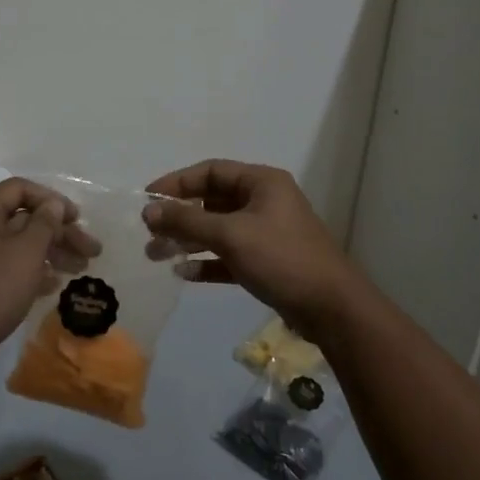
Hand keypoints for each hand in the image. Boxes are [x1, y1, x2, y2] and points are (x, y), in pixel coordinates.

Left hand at [0, 178, 101, 386]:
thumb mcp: (26, 252)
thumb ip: (45, 223)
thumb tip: (53, 204)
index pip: (20, 189)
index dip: (52, 199)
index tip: (77, 219)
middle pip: (23, 219)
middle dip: (59, 232)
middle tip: (91, 251)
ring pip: (18, 246)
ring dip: (51, 253)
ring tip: (79, 270)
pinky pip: (8, 268)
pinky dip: (32, 272)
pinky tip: (53, 286)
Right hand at [142, 160, 375, 343]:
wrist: (331, 308)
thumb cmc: (281, 258)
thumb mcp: (231, 235)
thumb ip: (187, 221)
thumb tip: (149, 210)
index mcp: (262, 182)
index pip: (211, 171)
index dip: (177, 182)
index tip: (148, 197)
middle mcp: (264, 201)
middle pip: (212, 201)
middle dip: (179, 216)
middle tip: (149, 232)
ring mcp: (266, 232)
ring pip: (218, 229)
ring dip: (188, 240)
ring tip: (156, 255)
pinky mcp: (267, 261)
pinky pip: (229, 255)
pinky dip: (208, 261)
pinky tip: (184, 273)